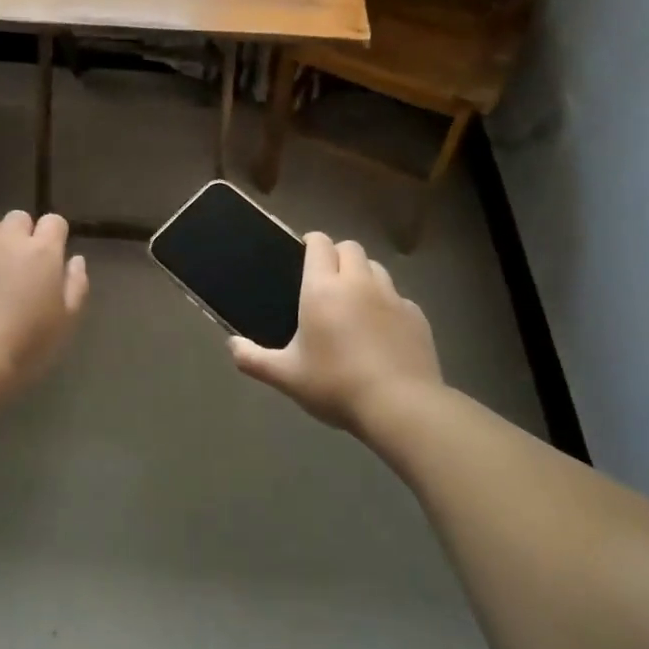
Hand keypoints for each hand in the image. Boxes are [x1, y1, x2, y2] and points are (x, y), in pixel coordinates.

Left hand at [0, 211, 88, 396]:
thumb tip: (75, 260)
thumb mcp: (67, 320)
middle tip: (23, 262)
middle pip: (18, 217)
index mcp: (43, 252)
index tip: (54, 255)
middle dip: (23, 232)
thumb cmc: (29, 343)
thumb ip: (76, 285)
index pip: (54, 221)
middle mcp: (9, 242)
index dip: (55, 234)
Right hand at [229, 232, 443, 433]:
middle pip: (350, 248)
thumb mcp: (286, 377)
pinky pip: (398, 297)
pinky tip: (381, 330)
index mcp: (323, 288)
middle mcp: (358, 283)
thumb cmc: (335, 385)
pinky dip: (386, 303)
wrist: (401, 406)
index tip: (303, 254)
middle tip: (326, 280)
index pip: (320, 244)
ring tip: (354, 301)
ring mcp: (392, 297)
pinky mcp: (416, 316)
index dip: (311, 242)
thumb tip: (231, 345)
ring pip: (376, 268)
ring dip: (363, 275)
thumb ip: (253, 359)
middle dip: (337, 255)